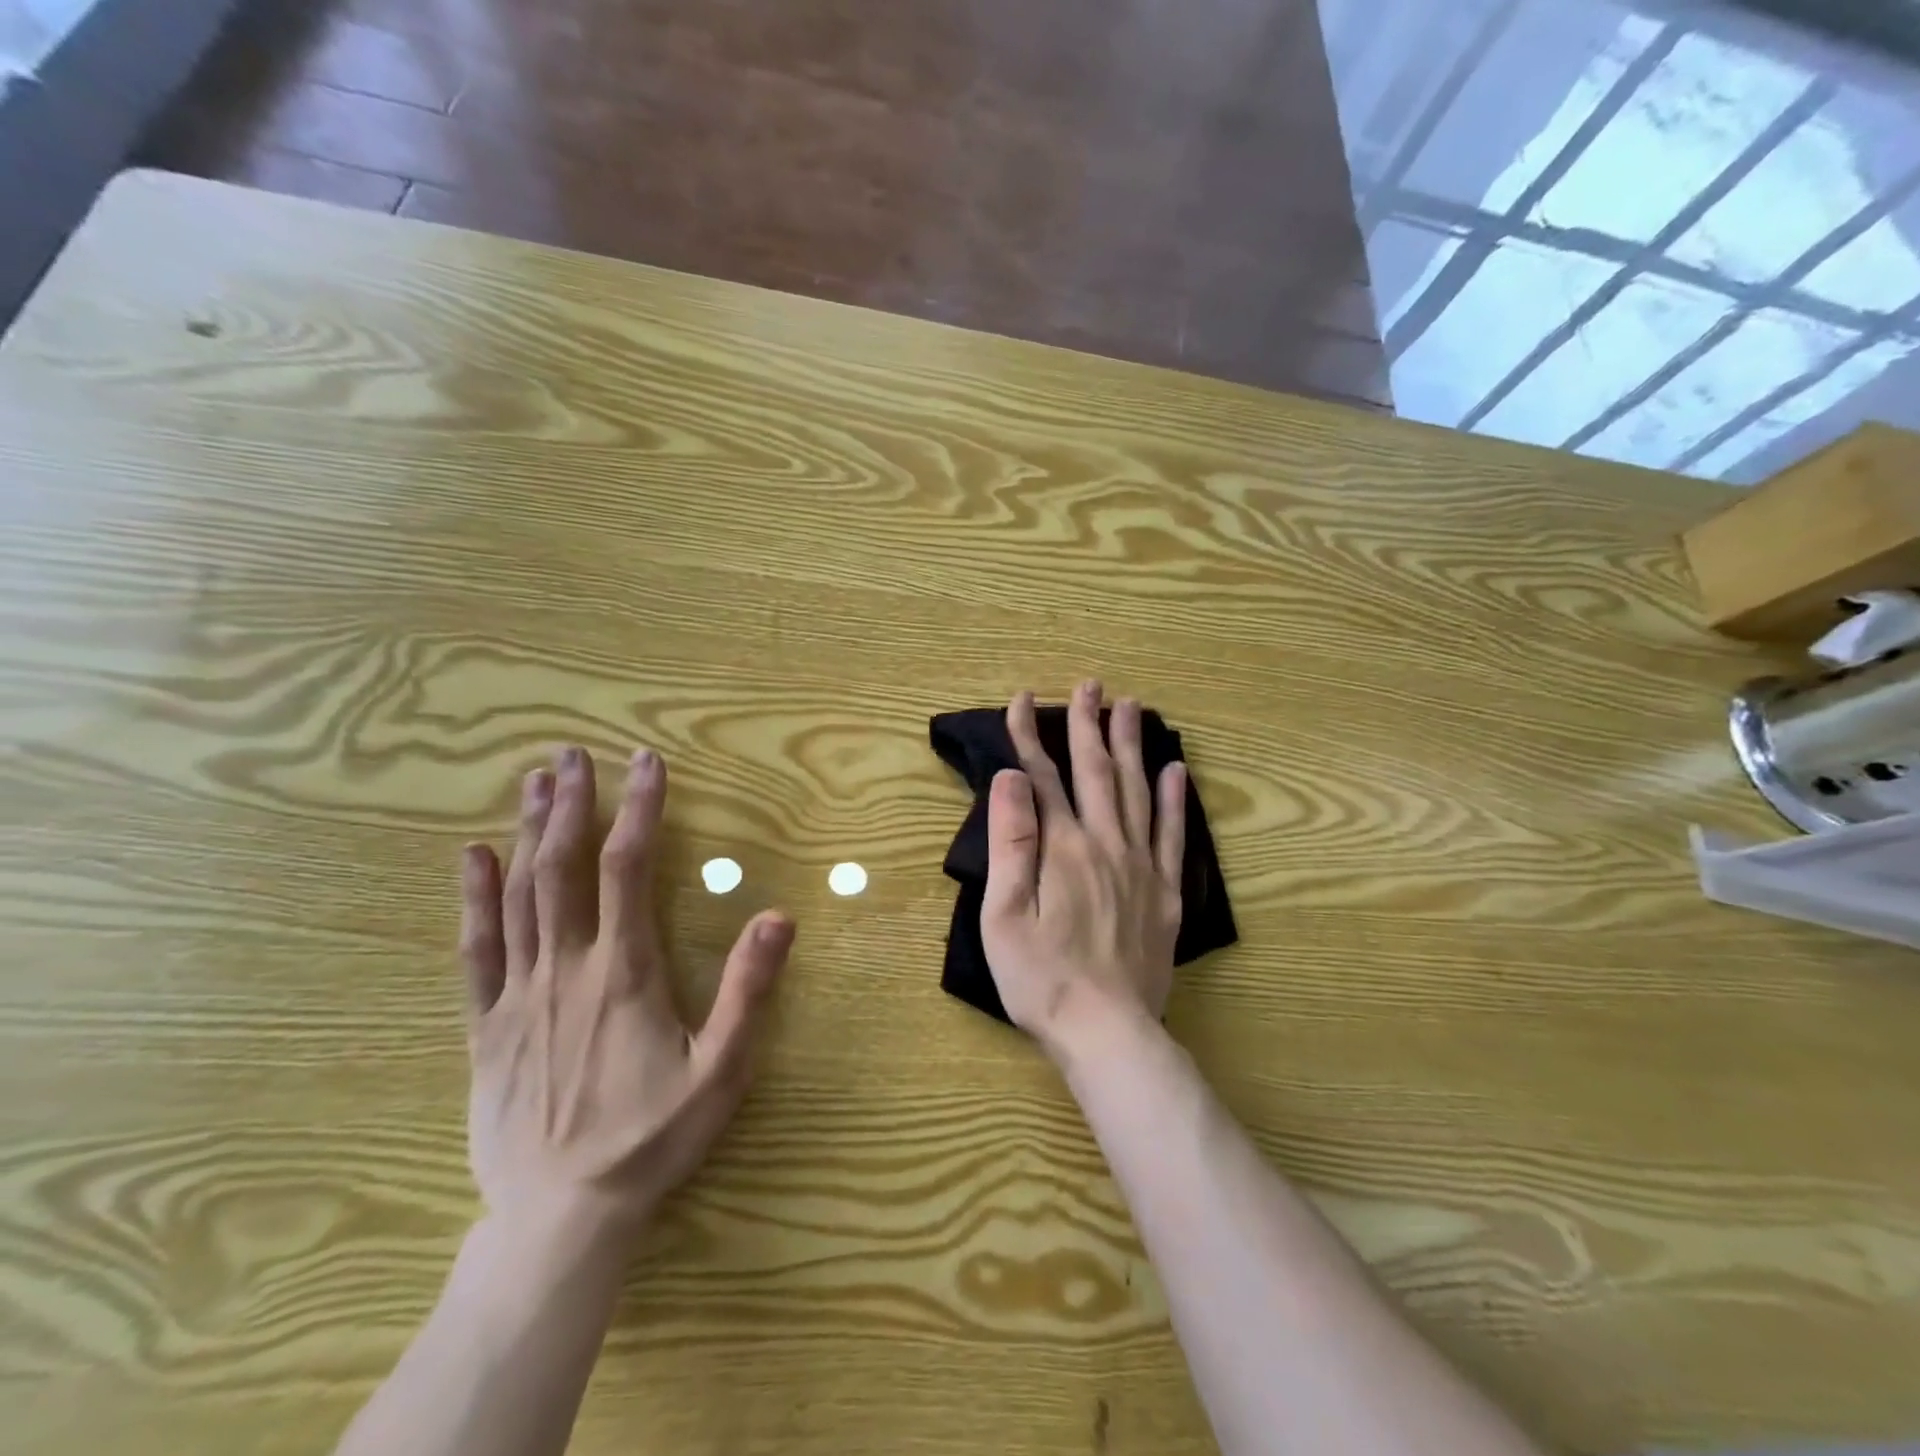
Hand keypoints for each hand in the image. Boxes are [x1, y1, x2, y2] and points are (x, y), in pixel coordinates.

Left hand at [457, 745, 793, 1243]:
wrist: (560, 1218)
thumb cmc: (652, 1139)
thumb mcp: (722, 1069)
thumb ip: (749, 990)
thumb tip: (779, 916)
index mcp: (624, 972)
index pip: (627, 869)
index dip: (638, 810)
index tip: (644, 763)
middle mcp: (566, 968)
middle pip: (563, 868)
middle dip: (570, 805)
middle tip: (573, 754)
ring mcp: (518, 996)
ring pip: (519, 896)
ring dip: (527, 834)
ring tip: (534, 782)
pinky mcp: (487, 1027)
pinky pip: (476, 952)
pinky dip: (474, 899)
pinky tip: (471, 858)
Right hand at [980, 681, 1185, 1058]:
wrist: (1107, 1033)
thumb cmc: (1041, 979)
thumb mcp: (1004, 914)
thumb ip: (1011, 842)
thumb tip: (1011, 778)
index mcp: (1062, 849)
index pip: (1041, 778)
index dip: (1029, 736)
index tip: (1021, 700)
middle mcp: (1105, 845)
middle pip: (1096, 773)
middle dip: (1088, 725)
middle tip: (1090, 685)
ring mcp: (1141, 867)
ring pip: (1138, 792)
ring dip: (1132, 746)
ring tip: (1132, 707)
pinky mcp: (1165, 893)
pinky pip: (1173, 836)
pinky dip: (1175, 800)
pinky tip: (1176, 771)